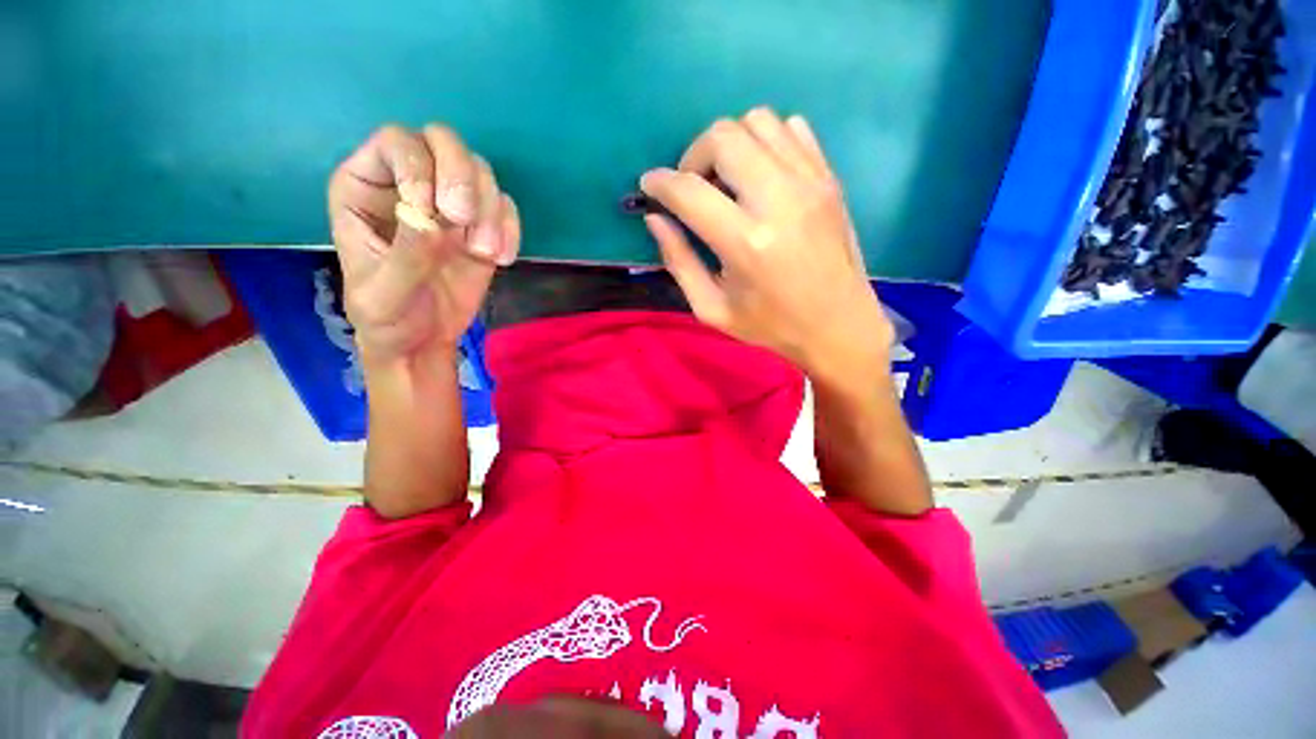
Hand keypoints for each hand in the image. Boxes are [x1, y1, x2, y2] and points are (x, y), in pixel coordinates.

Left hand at [328, 124, 519, 364]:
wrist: (423, 341)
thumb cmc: (388, 317)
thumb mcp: (384, 293)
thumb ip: (405, 256)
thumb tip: (431, 220)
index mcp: (366, 187)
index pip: (397, 143)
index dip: (418, 168)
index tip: (430, 212)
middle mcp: (411, 184)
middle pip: (444, 142)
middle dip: (461, 177)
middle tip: (463, 219)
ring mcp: (451, 204)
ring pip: (481, 173)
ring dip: (489, 212)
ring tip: (484, 253)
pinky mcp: (483, 227)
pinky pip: (506, 208)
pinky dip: (510, 230)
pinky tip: (500, 260)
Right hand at [639, 108, 893, 382]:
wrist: (838, 325)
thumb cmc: (771, 325)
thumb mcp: (712, 309)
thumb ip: (679, 261)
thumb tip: (655, 219)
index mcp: (746, 243)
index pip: (690, 191)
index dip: (660, 183)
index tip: (649, 186)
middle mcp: (779, 201)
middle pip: (723, 136)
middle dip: (693, 156)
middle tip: (692, 187)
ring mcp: (810, 183)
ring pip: (758, 121)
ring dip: (730, 144)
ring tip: (726, 180)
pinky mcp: (828, 178)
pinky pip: (792, 129)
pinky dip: (766, 141)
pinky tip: (760, 175)